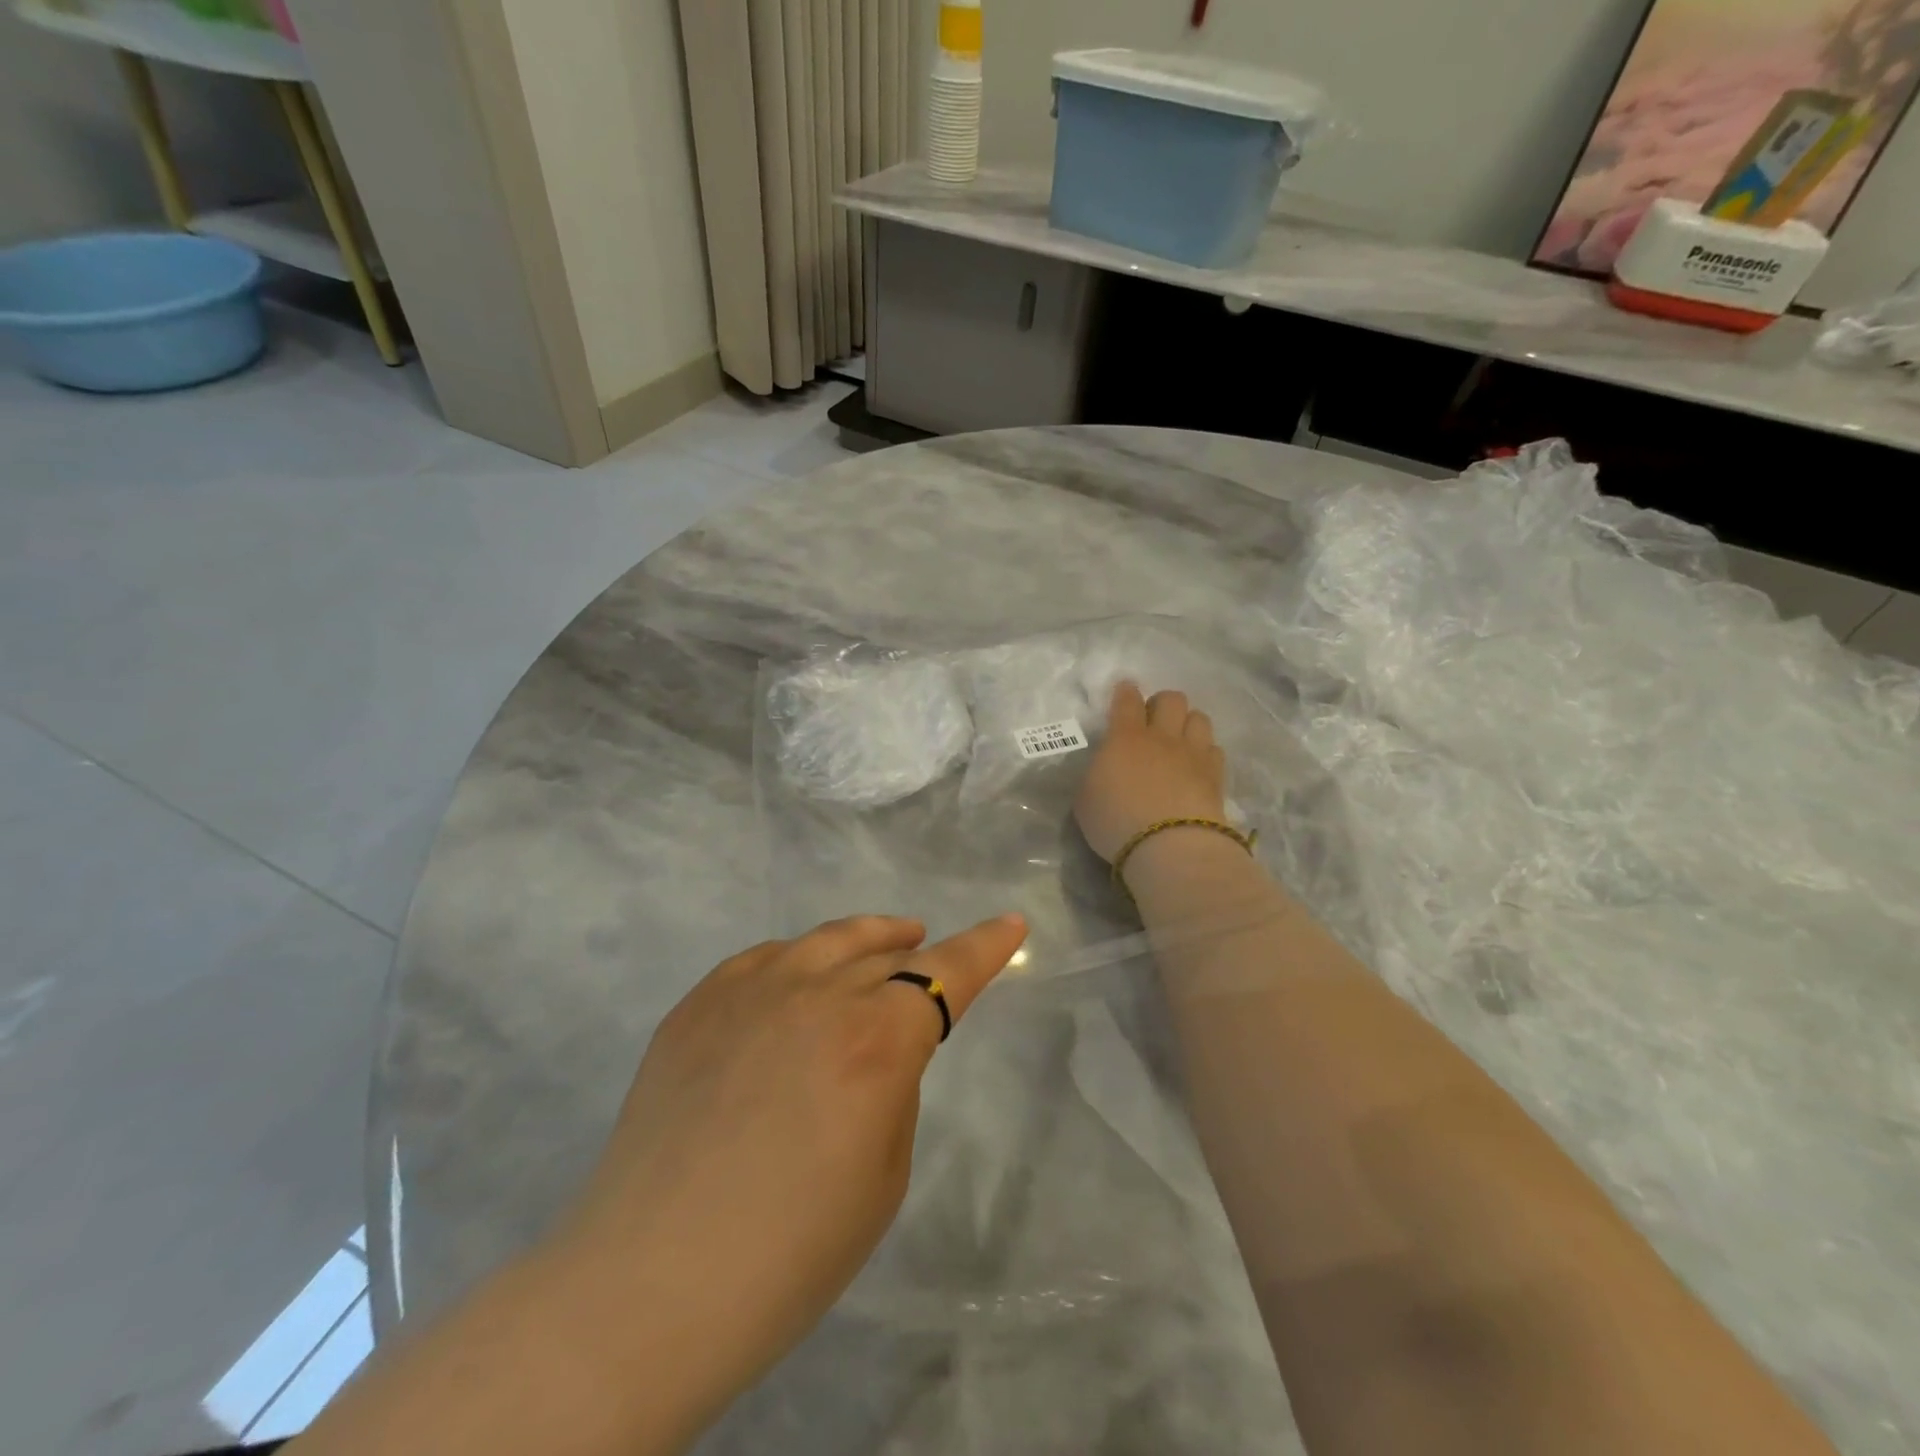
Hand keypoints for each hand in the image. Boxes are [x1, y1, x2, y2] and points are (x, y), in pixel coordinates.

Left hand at [558, 913, 1028, 1410]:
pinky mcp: (698, 1004)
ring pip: (825, 940)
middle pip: (884, 951)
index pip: (946, 971)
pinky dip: (798, 960)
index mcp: (875, 1040)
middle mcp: (816, 994)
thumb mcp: (883, 1172)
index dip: (985, 945)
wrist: (649, 1284)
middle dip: (918, 952)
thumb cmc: (790, 1252)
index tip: (1012, 922)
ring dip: (866, 938)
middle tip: (930, 952)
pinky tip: (799, 977)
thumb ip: (892, 1084)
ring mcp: (749, 991)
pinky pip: (764, 959)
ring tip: (884, 941)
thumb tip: (878, 1044)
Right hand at [1075, 681, 1227, 862]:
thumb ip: (1096, 775)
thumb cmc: (1116, 821)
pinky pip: (1214, 749)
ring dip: (1188, 723)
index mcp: (1125, 737)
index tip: (1125, 691)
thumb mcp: (1085, 799)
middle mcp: (1162, 737)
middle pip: (1171, 699)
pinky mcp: (1216, 775)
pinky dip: (1205, 752)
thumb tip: (1105, 768)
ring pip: (1199, 718)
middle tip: (1152, 721)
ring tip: (1179, 741)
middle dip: (1162, 704)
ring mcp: (1193, 754)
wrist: (1169, 846)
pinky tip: (1197, 765)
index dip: (1126, 692)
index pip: (1127, 700)